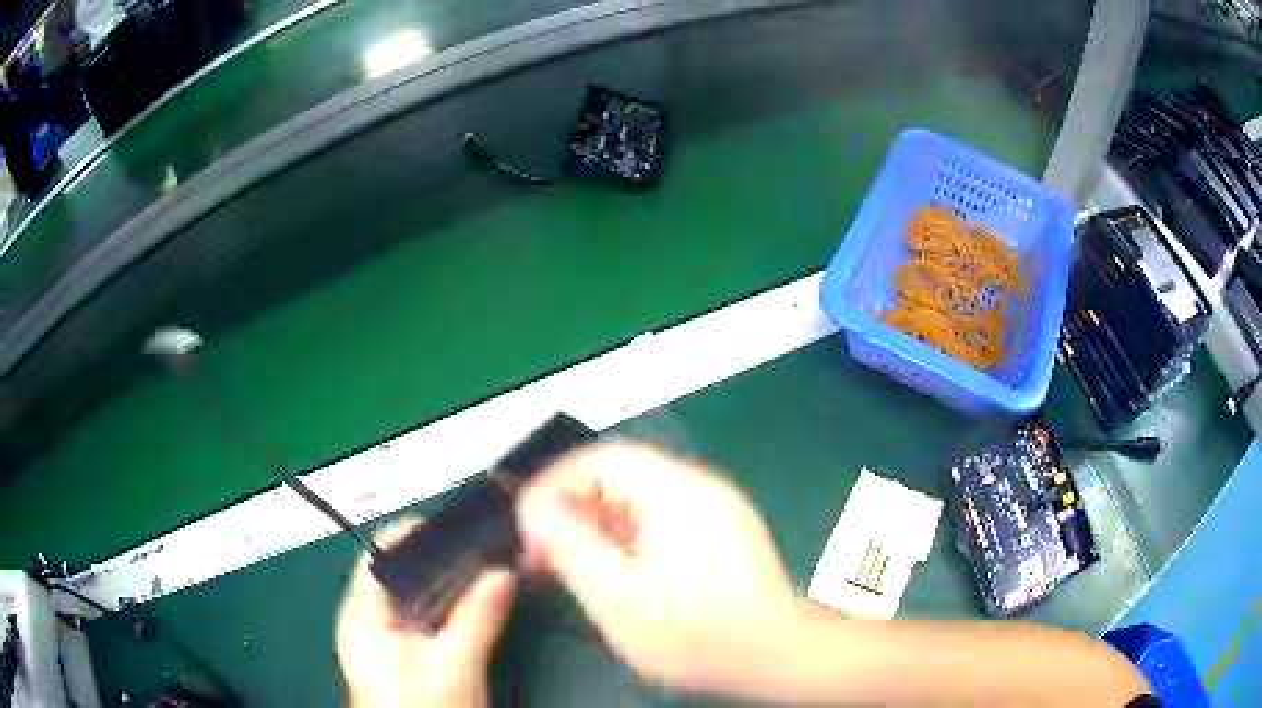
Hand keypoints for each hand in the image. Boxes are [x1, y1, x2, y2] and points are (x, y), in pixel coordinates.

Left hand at [336, 518, 515, 707]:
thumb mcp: (453, 666)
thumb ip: (476, 618)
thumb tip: (501, 572)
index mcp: (362, 614)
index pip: (379, 552)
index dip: (417, 531)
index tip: (461, 525)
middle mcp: (369, 620)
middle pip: (402, 571)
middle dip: (443, 558)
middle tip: (486, 547)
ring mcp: (388, 639)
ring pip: (417, 594)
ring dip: (451, 582)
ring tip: (489, 568)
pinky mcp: (407, 655)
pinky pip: (428, 617)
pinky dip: (452, 605)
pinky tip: (478, 604)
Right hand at [516, 442, 796, 694]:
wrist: (777, 655)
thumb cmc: (698, 632)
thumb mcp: (618, 594)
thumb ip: (569, 544)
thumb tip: (534, 507)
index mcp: (677, 491)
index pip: (602, 459)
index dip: (556, 483)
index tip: (528, 520)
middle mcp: (699, 489)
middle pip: (620, 479)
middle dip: (573, 509)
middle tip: (541, 550)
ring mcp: (715, 512)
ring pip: (638, 504)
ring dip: (597, 527)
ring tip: (568, 565)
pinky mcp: (721, 537)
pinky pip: (660, 523)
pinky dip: (626, 540)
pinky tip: (612, 572)